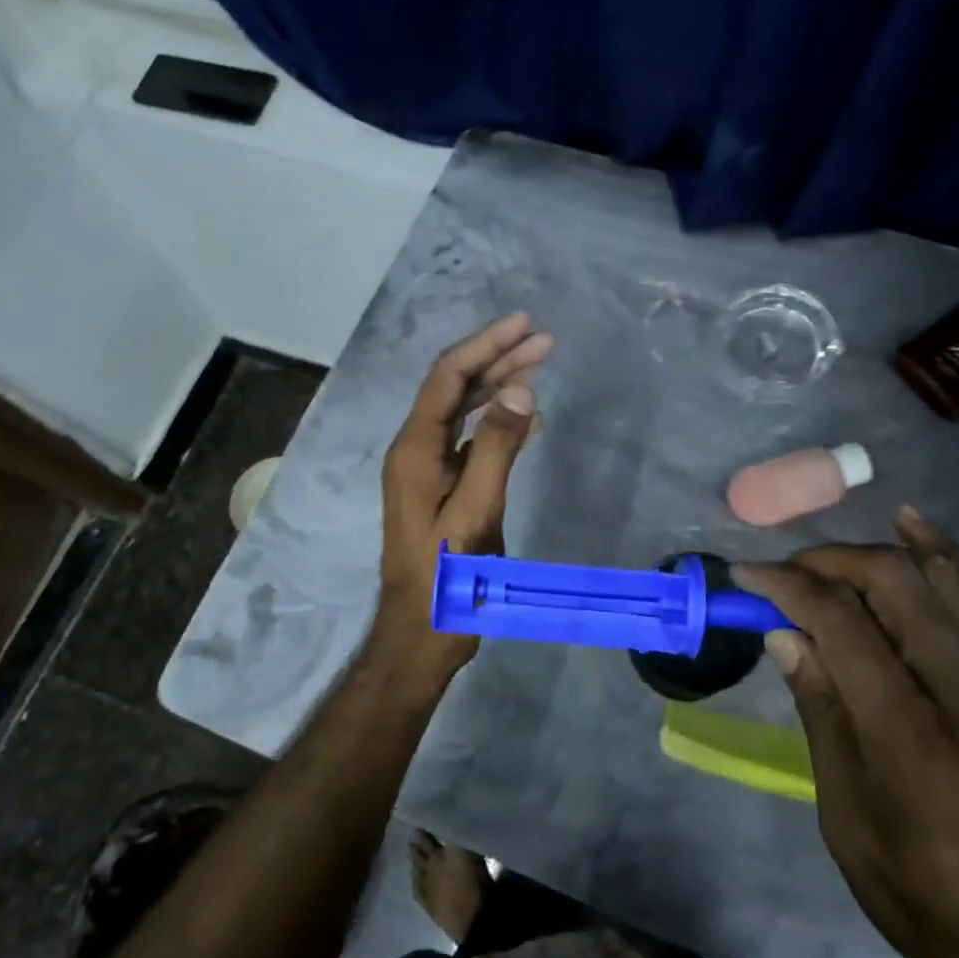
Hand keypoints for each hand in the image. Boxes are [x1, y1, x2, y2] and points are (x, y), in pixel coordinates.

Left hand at [373, 314, 551, 681]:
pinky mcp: (442, 488)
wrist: (421, 632)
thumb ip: (496, 448)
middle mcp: (416, 449)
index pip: (448, 377)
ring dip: (499, 386)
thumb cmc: (447, 576)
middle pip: (456, 388)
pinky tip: (528, 418)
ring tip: (540, 365)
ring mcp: (428, 469)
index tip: (524, 324)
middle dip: (498, 359)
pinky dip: (498, 422)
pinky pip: (471, 439)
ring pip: (463, 411)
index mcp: (414, 448)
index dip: (485, 345)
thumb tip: (521, 389)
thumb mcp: (475, 511)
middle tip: (544, 341)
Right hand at [735, 508, 958, 957]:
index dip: (786, 585)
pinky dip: (948, 555)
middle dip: (827, 561)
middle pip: (892, 583)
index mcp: (905, 732)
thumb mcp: (845, 814)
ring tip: (833, 545)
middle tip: (786, 573)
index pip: (840, 622)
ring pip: (940, 579)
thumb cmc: (920, 890)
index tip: (745, 574)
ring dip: (880, 547)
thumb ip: (820, 712)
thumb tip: (786, 635)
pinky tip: (916, 528)